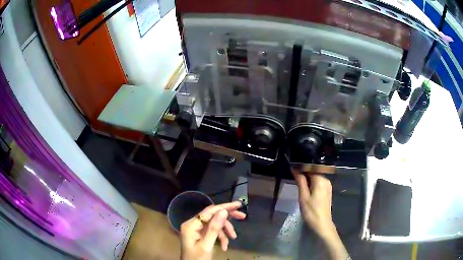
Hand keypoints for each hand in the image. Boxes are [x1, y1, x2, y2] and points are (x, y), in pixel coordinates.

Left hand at [180, 201, 245, 259]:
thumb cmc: (197, 259)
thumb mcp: (207, 245)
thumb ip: (214, 228)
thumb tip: (223, 211)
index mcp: (191, 225)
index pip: (209, 211)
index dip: (224, 207)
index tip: (238, 205)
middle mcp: (193, 224)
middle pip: (213, 216)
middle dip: (227, 219)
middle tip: (242, 216)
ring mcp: (197, 230)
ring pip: (215, 224)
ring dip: (225, 231)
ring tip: (233, 238)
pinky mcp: (200, 235)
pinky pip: (213, 231)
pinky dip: (221, 237)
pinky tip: (225, 246)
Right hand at [291, 169, 348, 259]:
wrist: (322, 224)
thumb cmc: (311, 211)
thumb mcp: (303, 196)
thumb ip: (300, 181)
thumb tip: (295, 169)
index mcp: (320, 179)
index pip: (310, 168)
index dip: (300, 168)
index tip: (292, 170)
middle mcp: (326, 180)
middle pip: (313, 172)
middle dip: (304, 174)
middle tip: (294, 179)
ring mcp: (328, 186)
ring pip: (316, 178)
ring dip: (307, 180)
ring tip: (298, 185)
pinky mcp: (327, 191)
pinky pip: (318, 183)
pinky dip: (312, 184)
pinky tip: (306, 190)